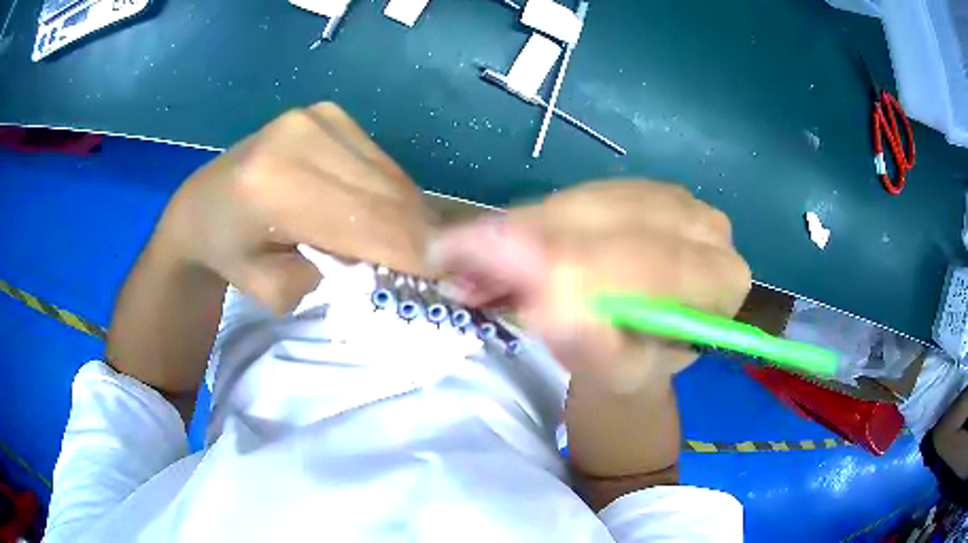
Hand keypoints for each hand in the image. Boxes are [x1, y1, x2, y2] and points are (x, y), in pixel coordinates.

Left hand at [159, 102, 431, 312]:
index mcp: (276, 185)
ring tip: (410, 247)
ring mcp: (319, 116)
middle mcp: (302, 136)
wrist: (202, 204)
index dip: (417, 254)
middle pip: (388, 194)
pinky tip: (381, 215)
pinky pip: (380, 162)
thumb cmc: (231, 256)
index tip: (452, 282)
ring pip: (391, 176)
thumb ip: (340, 277)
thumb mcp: (280, 291)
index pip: (370, 222)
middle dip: (420, 237)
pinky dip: (390, 194)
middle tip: (442, 270)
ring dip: (408, 216)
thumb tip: (399, 264)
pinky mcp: (330, 113)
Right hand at [431, 181, 750, 393]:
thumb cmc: (634, 364)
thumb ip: (593, 346)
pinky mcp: (637, 186)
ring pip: (583, 200)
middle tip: (454, 258)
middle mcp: (704, 226)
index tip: (489, 262)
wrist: (639, 339)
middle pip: (609, 220)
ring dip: (515, 229)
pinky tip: (494, 241)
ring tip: (464, 257)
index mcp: (718, 280)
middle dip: (526, 241)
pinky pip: (575, 194)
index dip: (568, 261)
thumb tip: (547, 307)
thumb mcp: (616, 373)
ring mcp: (672, 197)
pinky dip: (527, 218)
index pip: (646, 260)